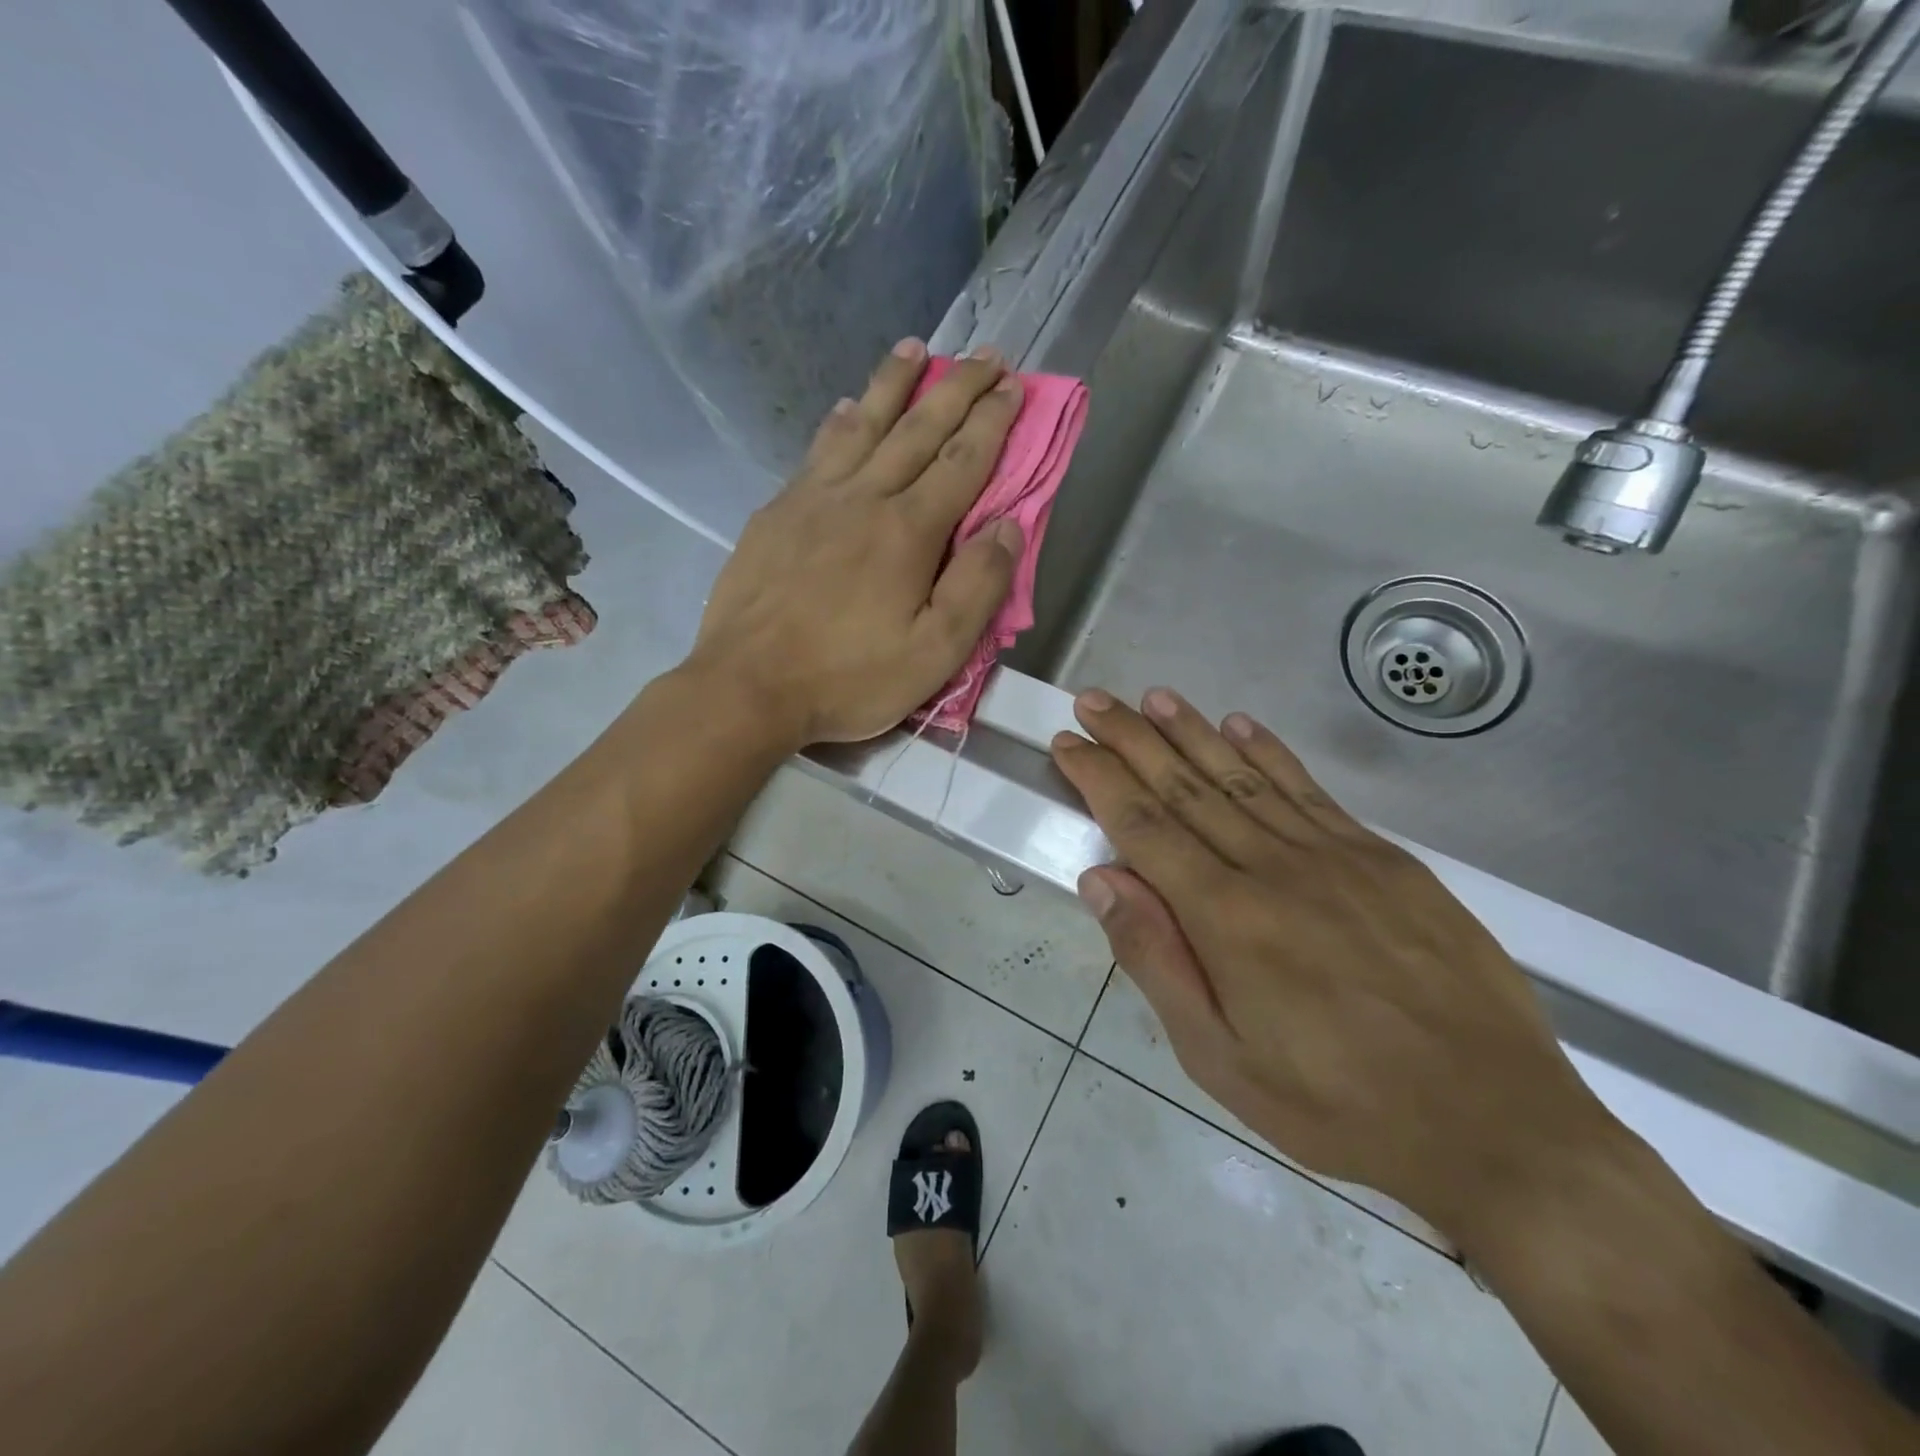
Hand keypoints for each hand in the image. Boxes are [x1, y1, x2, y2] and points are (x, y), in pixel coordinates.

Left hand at [686, 340, 1024, 747]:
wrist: (747, 687)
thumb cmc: (849, 678)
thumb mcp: (934, 653)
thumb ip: (977, 588)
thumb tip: (1009, 527)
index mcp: (908, 532)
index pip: (962, 461)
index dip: (993, 421)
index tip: (1014, 385)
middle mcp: (863, 499)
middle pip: (917, 430)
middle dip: (957, 387)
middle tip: (985, 354)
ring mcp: (813, 500)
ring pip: (862, 426)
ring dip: (893, 384)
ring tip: (914, 347)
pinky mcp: (776, 514)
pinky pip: (816, 453)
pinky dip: (838, 423)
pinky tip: (845, 408)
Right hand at [1050, 688, 1613, 1243]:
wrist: (1497, 1123)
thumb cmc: (1337, 1105)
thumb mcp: (1221, 1059)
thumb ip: (1157, 960)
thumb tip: (1102, 880)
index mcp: (1227, 917)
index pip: (1143, 826)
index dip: (1099, 778)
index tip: (1068, 743)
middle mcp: (1274, 868)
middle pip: (1186, 786)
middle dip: (1132, 738)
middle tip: (1093, 700)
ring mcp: (1336, 855)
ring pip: (1245, 776)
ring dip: (1193, 731)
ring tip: (1154, 698)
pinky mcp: (1384, 859)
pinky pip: (1311, 791)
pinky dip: (1270, 754)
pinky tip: (1242, 726)